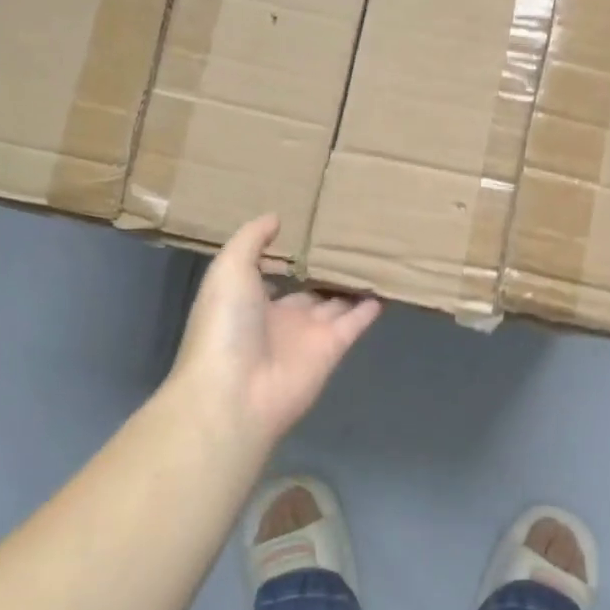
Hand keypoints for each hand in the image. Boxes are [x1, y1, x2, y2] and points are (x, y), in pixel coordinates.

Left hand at [171, 215, 380, 446]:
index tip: (306, 233)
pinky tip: (384, 288)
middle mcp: (278, 317)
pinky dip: (369, 308)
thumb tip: (276, 217)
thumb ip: (252, 240)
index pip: (269, 275)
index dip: (284, 258)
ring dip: (350, 286)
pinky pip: (354, 322)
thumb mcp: (228, 269)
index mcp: (247, 300)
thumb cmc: (225, 325)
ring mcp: (306, 335)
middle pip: (306, 290)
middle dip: (322, 271)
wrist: (236, 391)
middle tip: (348, 242)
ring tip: (373, 258)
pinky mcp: (332, 349)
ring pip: (334, 304)